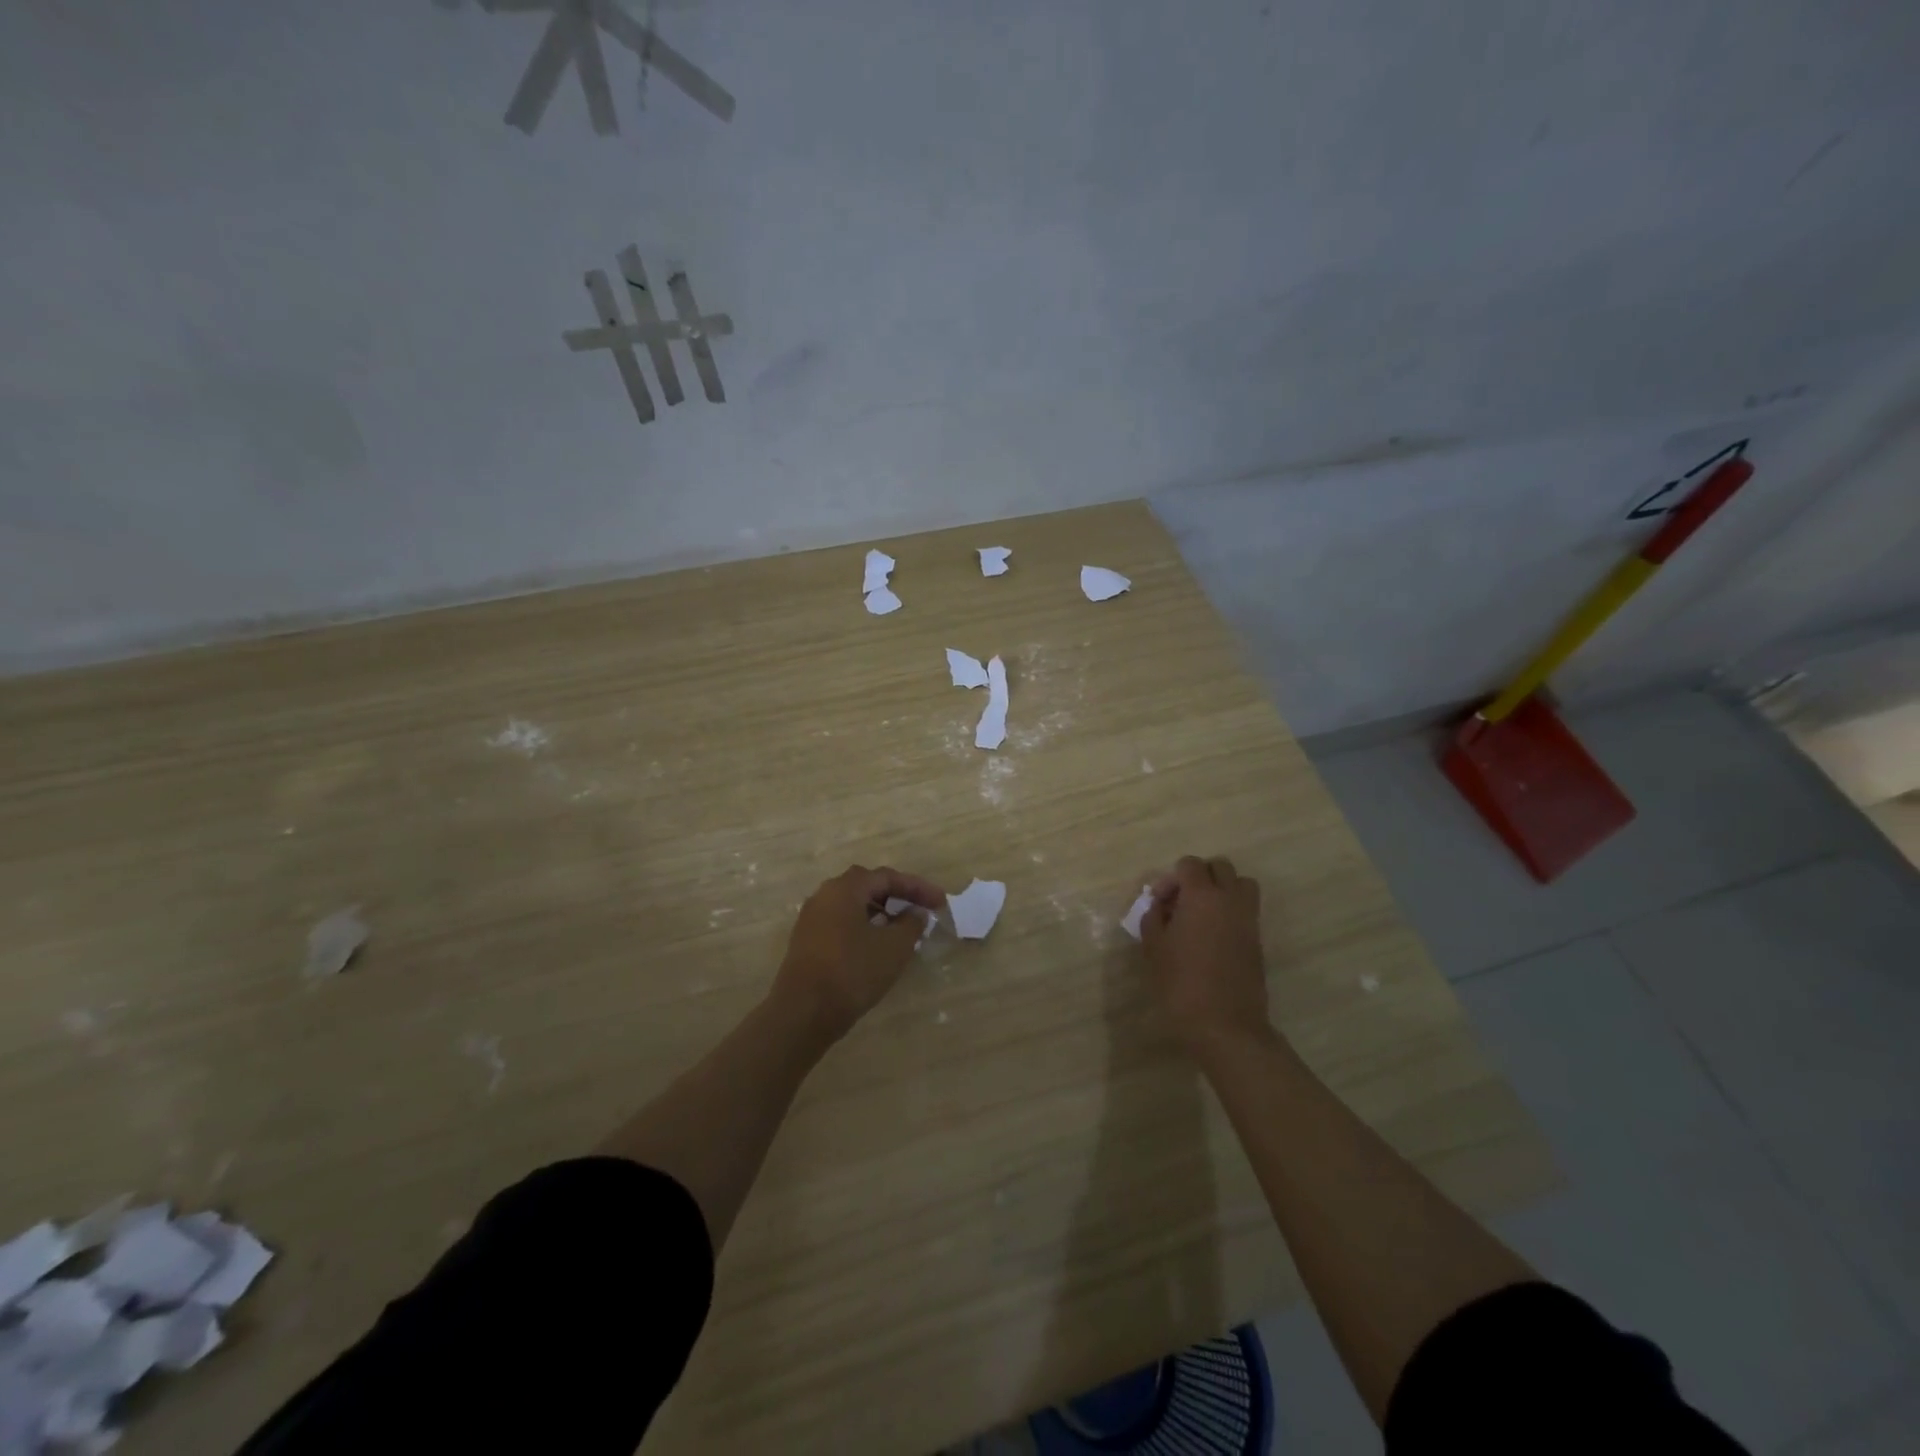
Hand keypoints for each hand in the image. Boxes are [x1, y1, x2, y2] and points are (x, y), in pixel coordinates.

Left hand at [773, 865, 946, 1041]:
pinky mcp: (807, 940)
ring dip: (880, 911)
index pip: (887, 877)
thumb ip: (910, 924)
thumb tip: (915, 913)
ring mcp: (812, 918)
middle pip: (867, 886)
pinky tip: (876, 945)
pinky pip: (841, 922)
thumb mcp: (893, 948)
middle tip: (920, 910)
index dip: (917, 888)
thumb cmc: (852, 972)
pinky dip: (863, 926)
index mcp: (845, 888)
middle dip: (897, 895)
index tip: (940, 902)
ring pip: (852, 905)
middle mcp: (825, 895)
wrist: (803, 1012)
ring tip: (902, 929)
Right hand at [1139, 855, 1273, 1054]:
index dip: (1172, 879)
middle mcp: (1230, 899)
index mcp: (1202, 896)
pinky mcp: (1258, 940)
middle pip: (1220, 866)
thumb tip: (1160, 906)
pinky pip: (1246, 910)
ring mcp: (1249, 919)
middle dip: (1200, 877)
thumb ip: (1153, 917)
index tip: (1160, 903)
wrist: (1224, 1025)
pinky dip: (1231, 912)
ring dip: (1222, 890)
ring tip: (1202, 915)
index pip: (1190, 864)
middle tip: (1182, 903)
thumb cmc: (1181, 983)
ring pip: (1241, 884)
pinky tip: (1212, 937)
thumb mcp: (1153, 948)